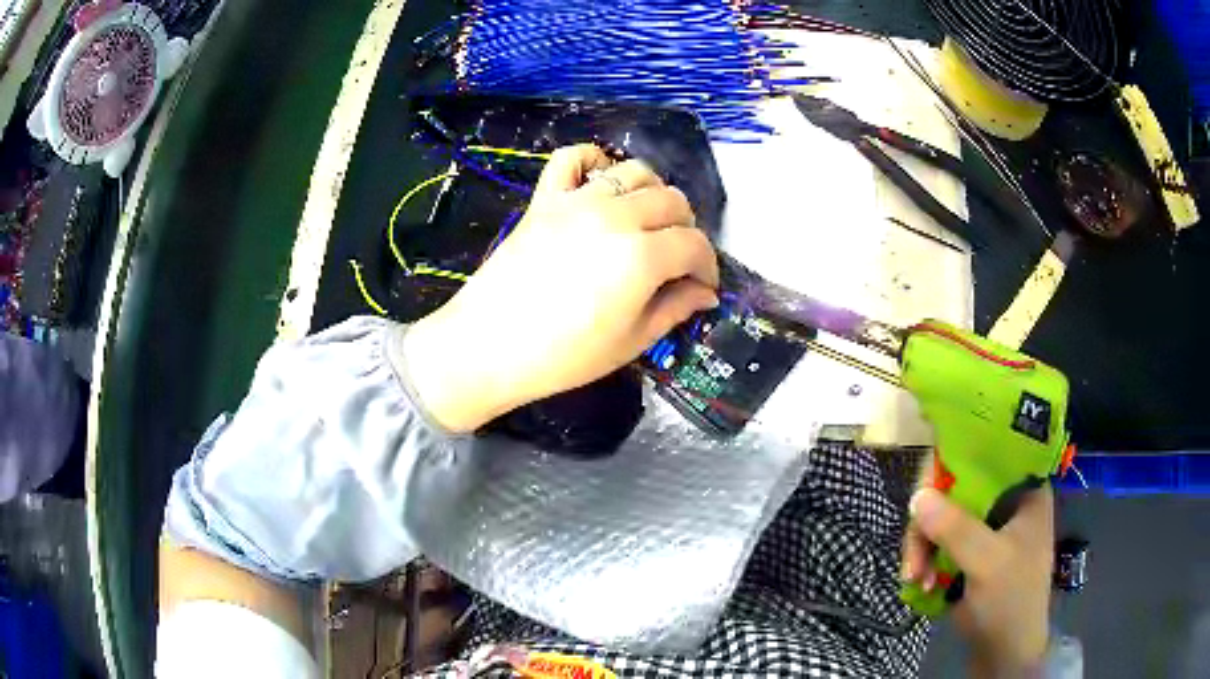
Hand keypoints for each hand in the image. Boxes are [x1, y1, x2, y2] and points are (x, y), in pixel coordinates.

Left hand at [404, 144, 718, 432]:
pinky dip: (592, 161)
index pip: (695, 245)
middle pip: (672, 201)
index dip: (708, 266)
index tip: (703, 285)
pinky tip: (599, 182)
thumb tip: (705, 294)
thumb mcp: (630, 343)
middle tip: (676, 259)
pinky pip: (571, 158)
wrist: (488, 347)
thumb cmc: (563, 357)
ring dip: (652, 192)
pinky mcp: (544, 199)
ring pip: (634, 172)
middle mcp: (616, 216)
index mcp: (642, 256)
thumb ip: (674, 309)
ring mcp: (577, 201)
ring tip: (646, 221)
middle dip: (685, 229)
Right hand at [901, 478, 1053, 676]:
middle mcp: (1004, 500)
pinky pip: (936, 540)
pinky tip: (920, 583)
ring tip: (914, 577)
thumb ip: (957, 529)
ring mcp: (984, 527)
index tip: (925, 487)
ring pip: (941, 516)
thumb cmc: (1011, 600)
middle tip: (914, 553)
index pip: (988, 454)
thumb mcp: (989, 563)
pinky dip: (924, 560)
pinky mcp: (966, 551)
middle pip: (956, 487)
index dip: (955, 460)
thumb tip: (916, 496)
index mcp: (1024, 489)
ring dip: (922, 546)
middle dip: (930, 521)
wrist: (1003, 651)